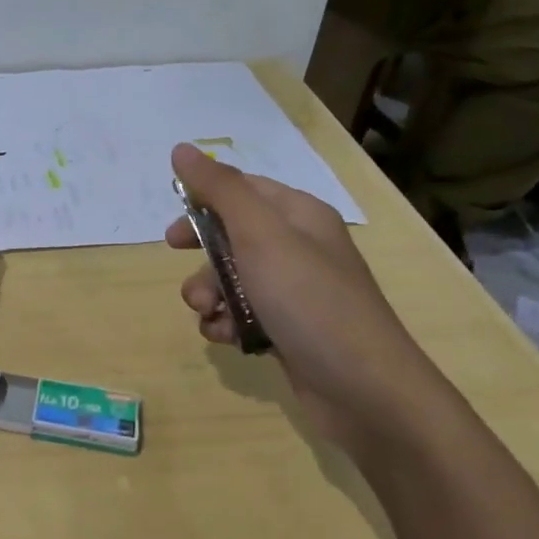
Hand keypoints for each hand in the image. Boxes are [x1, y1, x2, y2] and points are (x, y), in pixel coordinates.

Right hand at [165, 144, 458, 452]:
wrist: (365, 391)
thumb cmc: (309, 299)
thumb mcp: (259, 234)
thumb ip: (219, 189)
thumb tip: (182, 148)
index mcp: (299, 215)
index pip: (242, 189)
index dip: (203, 200)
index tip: (173, 224)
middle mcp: (298, 248)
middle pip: (232, 235)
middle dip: (201, 254)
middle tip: (180, 263)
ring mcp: (294, 292)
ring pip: (230, 279)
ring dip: (208, 294)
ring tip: (210, 314)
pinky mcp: (288, 330)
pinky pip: (242, 314)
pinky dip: (226, 323)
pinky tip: (226, 338)